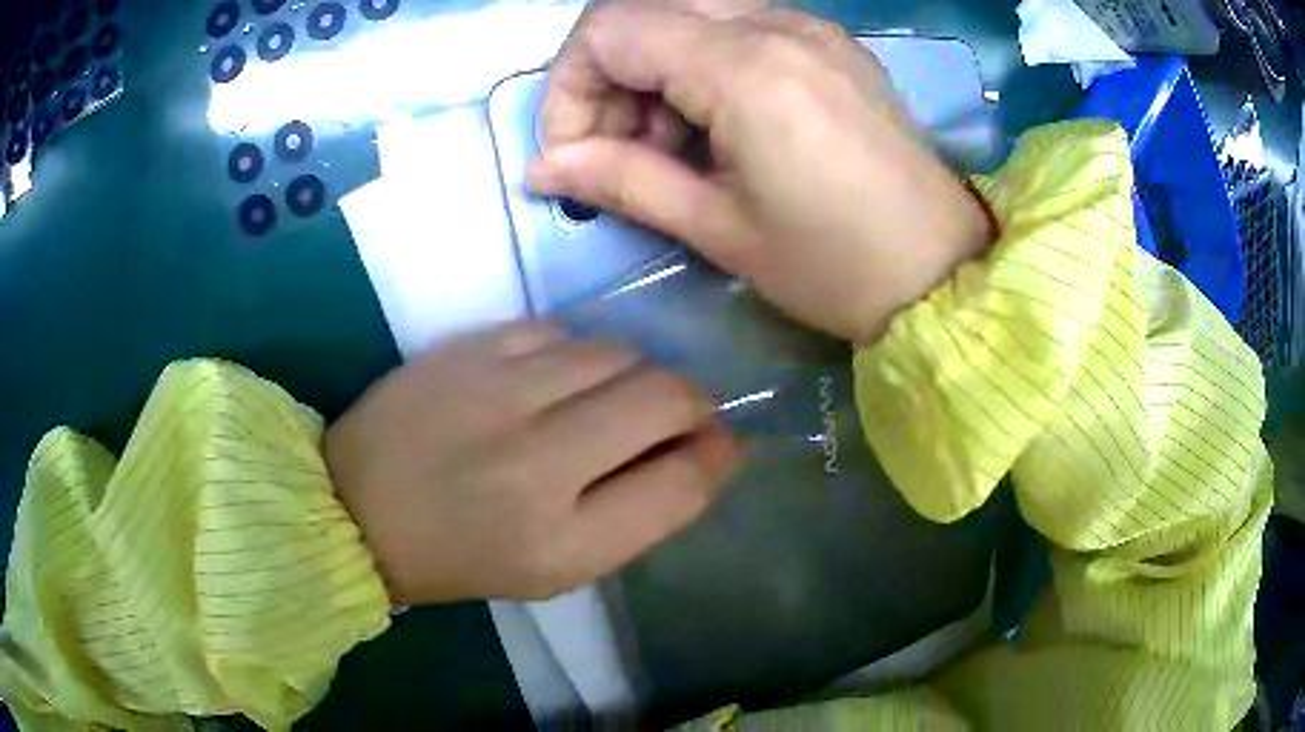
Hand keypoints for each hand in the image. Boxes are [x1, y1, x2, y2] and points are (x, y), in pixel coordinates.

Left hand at [325, 322, 740, 604]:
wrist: (358, 506)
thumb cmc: (464, 554)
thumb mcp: (560, 566)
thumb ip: (641, 511)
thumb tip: (706, 449)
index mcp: (563, 540)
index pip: (683, 481)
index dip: (718, 455)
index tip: (719, 445)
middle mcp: (539, 460)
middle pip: (666, 396)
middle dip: (689, 404)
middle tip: (667, 420)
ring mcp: (501, 390)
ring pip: (620, 352)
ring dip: (633, 375)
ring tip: (603, 402)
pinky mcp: (472, 346)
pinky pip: (564, 332)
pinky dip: (579, 355)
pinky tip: (553, 381)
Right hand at [529, 6, 994, 343]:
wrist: (943, 274)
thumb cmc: (834, 266)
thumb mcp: (719, 229)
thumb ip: (622, 181)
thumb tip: (543, 168)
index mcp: (746, 66)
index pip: (609, 30)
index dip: (570, 89)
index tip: (574, 153)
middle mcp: (775, 24)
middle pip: (642, 11)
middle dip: (607, 76)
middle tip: (620, 151)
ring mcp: (808, 27)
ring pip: (687, 15)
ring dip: (653, 71)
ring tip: (672, 146)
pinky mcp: (828, 44)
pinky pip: (735, 28)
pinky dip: (699, 66)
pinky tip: (719, 126)